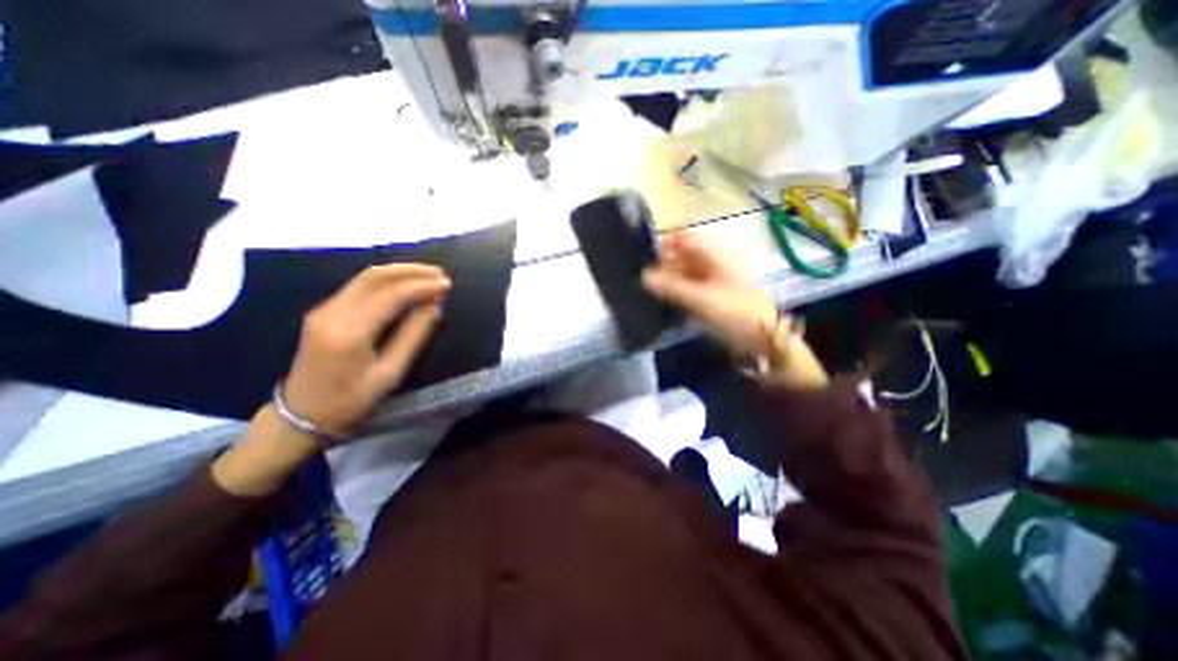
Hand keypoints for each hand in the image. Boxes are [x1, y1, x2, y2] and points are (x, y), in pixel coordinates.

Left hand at [282, 264, 452, 438]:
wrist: (300, 415)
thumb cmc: (350, 400)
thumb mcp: (390, 373)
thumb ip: (413, 337)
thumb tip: (434, 307)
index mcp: (350, 332)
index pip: (391, 295)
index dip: (422, 286)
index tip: (446, 284)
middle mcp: (332, 312)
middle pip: (374, 277)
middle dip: (411, 271)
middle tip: (439, 273)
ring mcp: (325, 309)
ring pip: (365, 277)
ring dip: (399, 272)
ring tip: (428, 275)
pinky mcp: (325, 311)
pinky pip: (359, 286)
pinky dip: (386, 280)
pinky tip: (404, 284)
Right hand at [640, 229, 779, 355]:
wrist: (763, 336)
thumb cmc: (734, 312)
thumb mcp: (701, 299)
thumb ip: (671, 287)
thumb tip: (643, 277)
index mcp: (714, 255)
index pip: (684, 239)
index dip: (665, 245)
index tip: (648, 260)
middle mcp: (712, 263)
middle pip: (682, 255)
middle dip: (664, 264)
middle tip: (647, 280)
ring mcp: (712, 279)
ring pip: (684, 271)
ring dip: (669, 278)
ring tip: (652, 291)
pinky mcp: (711, 294)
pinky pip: (689, 286)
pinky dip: (677, 290)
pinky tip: (666, 299)